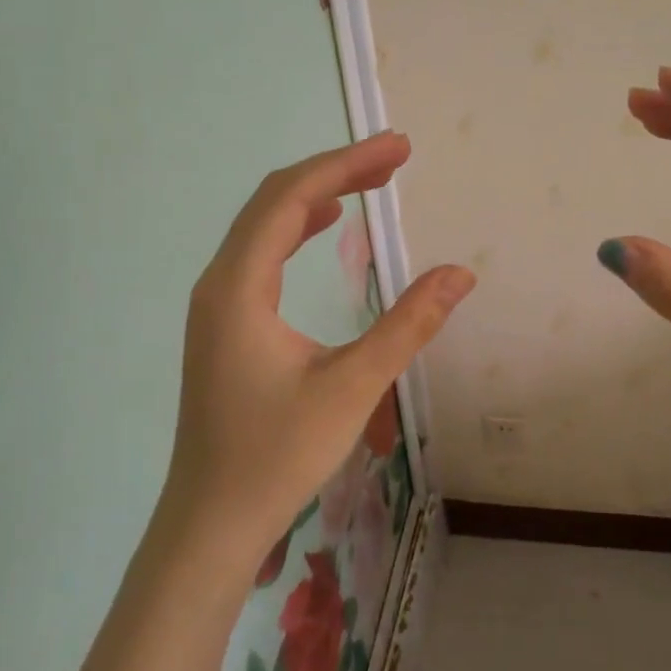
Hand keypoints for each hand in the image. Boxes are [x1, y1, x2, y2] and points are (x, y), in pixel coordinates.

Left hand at [168, 132, 474, 570]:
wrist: (210, 523)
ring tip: (371, 180)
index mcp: (239, 287)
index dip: (346, 163)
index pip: (291, 198)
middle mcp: (219, 282)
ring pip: (265, 223)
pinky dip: (298, 224)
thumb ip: (407, 325)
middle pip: (274, 199)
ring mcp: (216, 301)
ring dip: (317, 193)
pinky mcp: (224, 321)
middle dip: (336, 169)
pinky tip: (326, 223)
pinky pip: (261, 250)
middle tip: (395, 157)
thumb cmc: (276, 457)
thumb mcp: (351, 388)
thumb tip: (461, 273)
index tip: (399, 147)